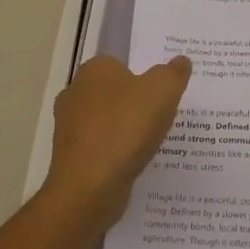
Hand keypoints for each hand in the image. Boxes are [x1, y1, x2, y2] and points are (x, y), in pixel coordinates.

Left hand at [42, 54, 190, 229]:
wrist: (89, 187)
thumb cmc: (126, 127)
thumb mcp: (163, 90)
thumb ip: (173, 73)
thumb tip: (181, 61)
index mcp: (94, 70)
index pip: (121, 64)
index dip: (143, 76)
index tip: (162, 91)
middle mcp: (75, 93)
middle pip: (114, 93)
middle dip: (135, 103)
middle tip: (162, 115)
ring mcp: (69, 128)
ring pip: (107, 122)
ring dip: (126, 131)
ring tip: (153, 142)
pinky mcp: (70, 159)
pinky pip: (101, 149)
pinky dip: (117, 154)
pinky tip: (135, 163)